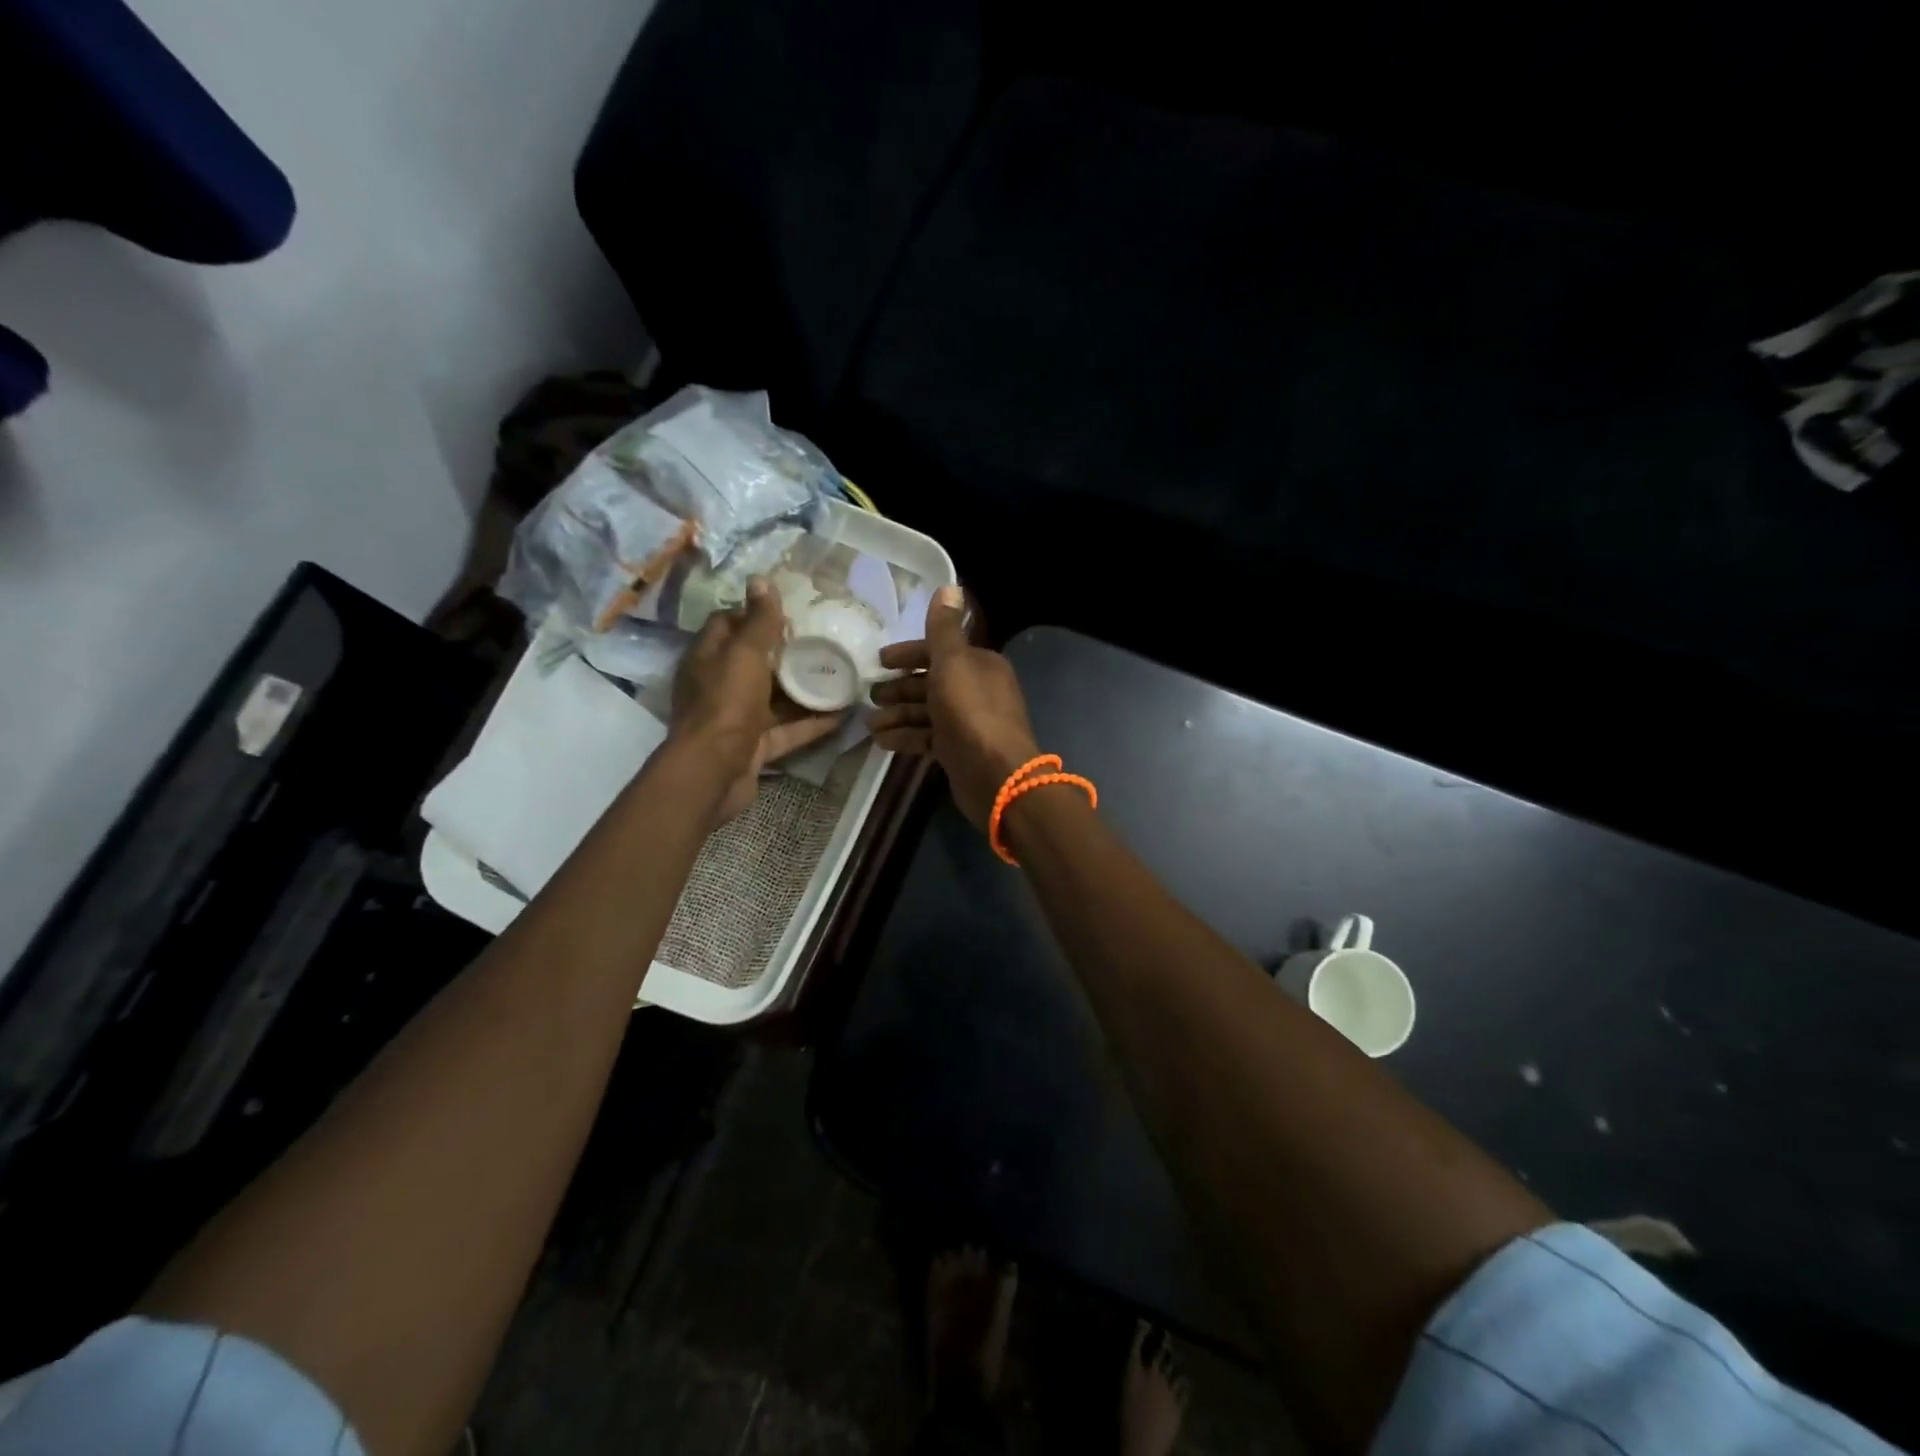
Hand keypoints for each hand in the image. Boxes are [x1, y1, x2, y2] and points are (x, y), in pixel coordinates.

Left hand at [672, 580, 842, 822]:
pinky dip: (810, 723)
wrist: (713, 773)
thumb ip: (758, 621)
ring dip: (802, 689)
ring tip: (838, 674)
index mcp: (709, 658)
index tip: (789, 611)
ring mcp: (737, 720)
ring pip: (774, 699)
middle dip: (785, 652)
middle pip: (754, 663)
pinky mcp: (754, 747)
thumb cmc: (727, 705)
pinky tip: (841, 714)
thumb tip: (761, 579)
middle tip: (821, 640)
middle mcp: (719, 686)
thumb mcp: (745, 655)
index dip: (754, 614)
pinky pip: (786, 731)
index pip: (727, 624)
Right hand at [868, 585, 1041, 829]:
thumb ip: (944, 628)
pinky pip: (927, 738)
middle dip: (899, 688)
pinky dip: (905, 737)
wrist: (996, 775)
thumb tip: (950, 585)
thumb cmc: (971, 712)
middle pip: (931, 683)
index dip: (908, 655)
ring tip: (870, 723)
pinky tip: (881, 741)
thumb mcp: (953, 663)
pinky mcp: (959, 751)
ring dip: (898, 715)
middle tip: (870, 696)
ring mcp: (968, 723)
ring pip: (927, 712)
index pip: (939, 652)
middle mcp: (976, 690)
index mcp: (980, 665)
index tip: (879, 662)